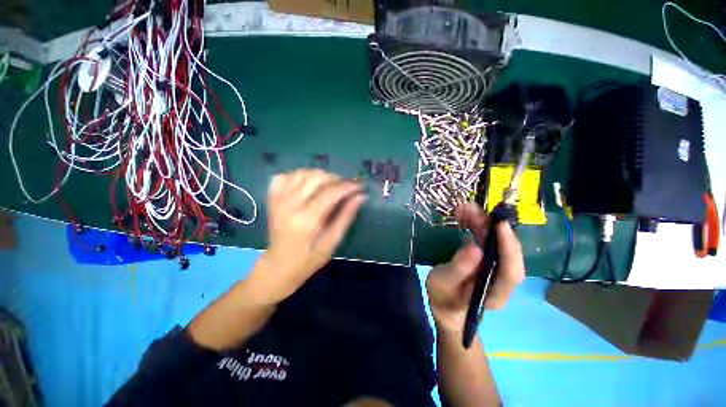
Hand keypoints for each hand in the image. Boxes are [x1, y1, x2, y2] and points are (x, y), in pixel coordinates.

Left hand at [253, 169, 366, 302]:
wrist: (279, 265)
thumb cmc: (309, 259)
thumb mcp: (332, 242)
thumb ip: (346, 217)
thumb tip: (360, 196)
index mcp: (306, 220)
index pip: (330, 193)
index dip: (348, 186)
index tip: (360, 185)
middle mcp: (290, 205)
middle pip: (316, 178)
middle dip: (336, 178)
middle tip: (346, 187)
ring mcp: (278, 200)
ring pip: (301, 173)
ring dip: (319, 175)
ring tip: (330, 185)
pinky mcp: (272, 199)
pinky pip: (283, 176)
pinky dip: (298, 175)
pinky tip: (307, 183)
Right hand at [426, 203, 524, 332]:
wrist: (446, 305)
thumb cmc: (443, 297)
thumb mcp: (444, 284)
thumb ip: (459, 268)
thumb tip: (474, 247)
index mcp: (494, 293)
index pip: (511, 271)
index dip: (509, 247)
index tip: (499, 224)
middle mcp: (501, 280)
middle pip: (507, 252)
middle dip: (492, 228)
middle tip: (473, 210)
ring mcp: (496, 269)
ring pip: (497, 242)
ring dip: (484, 223)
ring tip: (466, 209)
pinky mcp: (487, 260)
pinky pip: (488, 240)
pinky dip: (478, 226)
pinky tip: (467, 215)